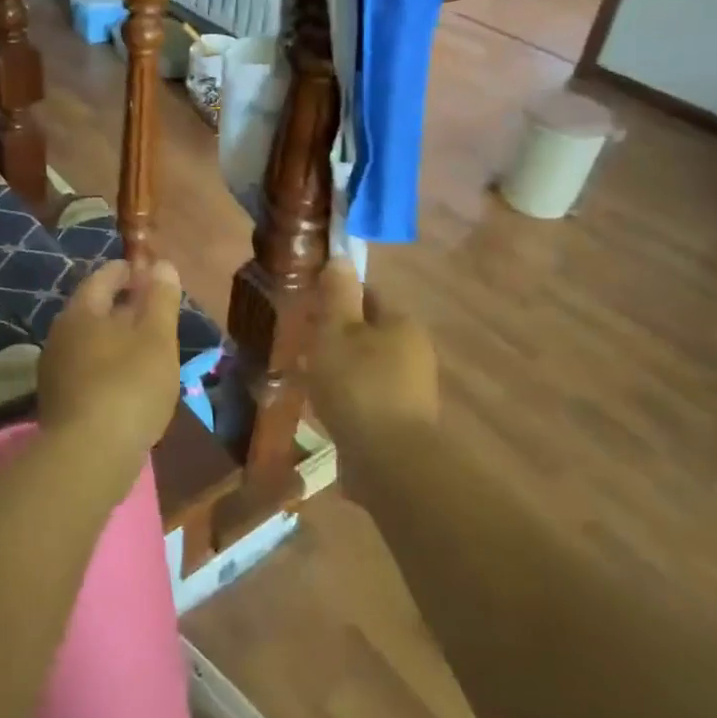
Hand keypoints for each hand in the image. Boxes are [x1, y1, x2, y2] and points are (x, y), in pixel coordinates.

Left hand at [38, 259, 181, 472]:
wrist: (89, 456)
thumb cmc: (129, 386)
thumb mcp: (157, 338)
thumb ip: (161, 299)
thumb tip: (161, 265)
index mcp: (81, 312)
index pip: (104, 277)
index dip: (130, 271)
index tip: (152, 274)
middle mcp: (60, 335)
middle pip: (94, 310)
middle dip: (124, 307)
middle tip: (155, 312)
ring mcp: (55, 371)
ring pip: (90, 342)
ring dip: (117, 339)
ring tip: (147, 348)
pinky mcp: (59, 402)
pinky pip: (87, 371)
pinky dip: (109, 367)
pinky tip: (129, 383)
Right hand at [307, 259, 438, 452]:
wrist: (389, 460)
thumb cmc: (358, 385)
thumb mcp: (336, 332)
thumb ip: (337, 294)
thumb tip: (340, 257)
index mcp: (400, 322)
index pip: (368, 295)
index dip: (337, 298)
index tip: (308, 311)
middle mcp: (414, 350)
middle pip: (368, 332)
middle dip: (337, 337)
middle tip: (302, 348)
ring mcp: (412, 388)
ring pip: (368, 366)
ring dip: (341, 370)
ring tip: (308, 382)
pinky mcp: (403, 420)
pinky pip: (369, 397)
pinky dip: (349, 398)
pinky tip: (326, 411)